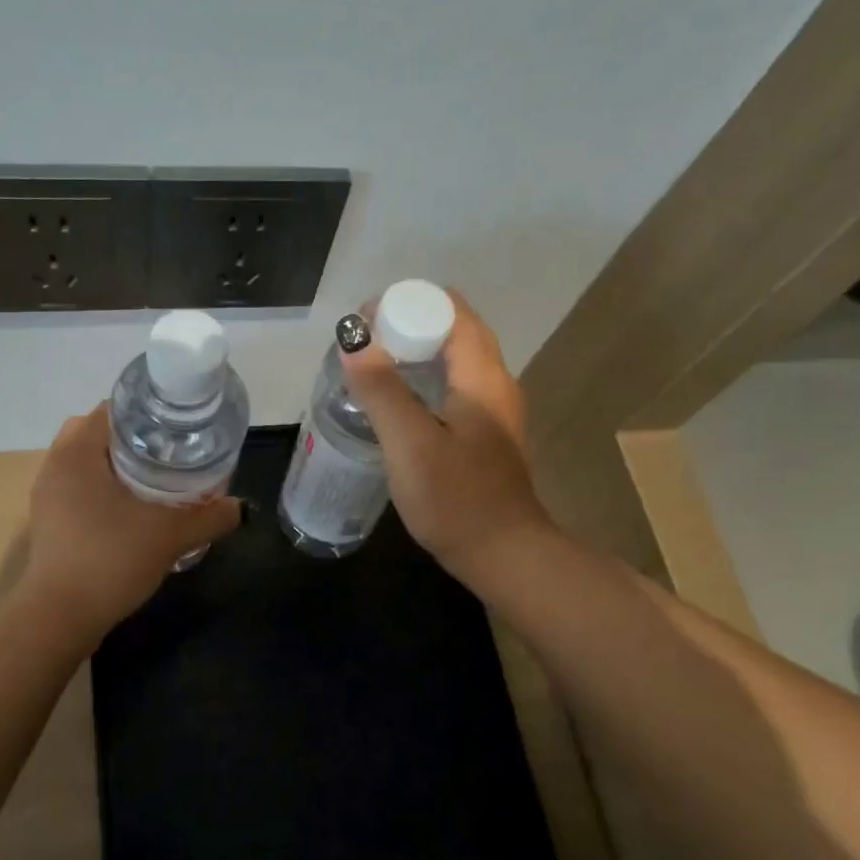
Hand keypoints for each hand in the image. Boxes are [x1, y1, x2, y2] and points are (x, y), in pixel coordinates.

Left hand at [20, 406, 240, 635]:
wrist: (60, 617)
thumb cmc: (110, 560)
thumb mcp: (169, 536)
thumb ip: (209, 517)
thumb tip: (239, 507)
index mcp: (77, 452)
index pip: (112, 410)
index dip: (148, 414)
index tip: (178, 431)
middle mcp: (55, 465)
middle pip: (98, 433)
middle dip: (134, 440)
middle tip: (170, 454)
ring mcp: (48, 495)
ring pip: (87, 463)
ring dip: (118, 466)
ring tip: (156, 481)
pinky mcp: (49, 522)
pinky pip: (79, 489)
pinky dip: (104, 490)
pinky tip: (133, 512)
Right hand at [338, 291, 552, 590]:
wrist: (504, 555)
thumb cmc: (456, 499)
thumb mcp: (410, 444)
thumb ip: (382, 391)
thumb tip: (354, 342)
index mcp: (482, 376)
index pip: (449, 309)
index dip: (405, 305)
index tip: (364, 323)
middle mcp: (495, 382)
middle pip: (453, 329)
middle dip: (407, 325)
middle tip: (361, 345)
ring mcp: (494, 410)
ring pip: (454, 359)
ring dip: (415, 352)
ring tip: (372, 367)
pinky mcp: (487, 434)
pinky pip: (455, 386)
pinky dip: (425, 379)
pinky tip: (398, 404)